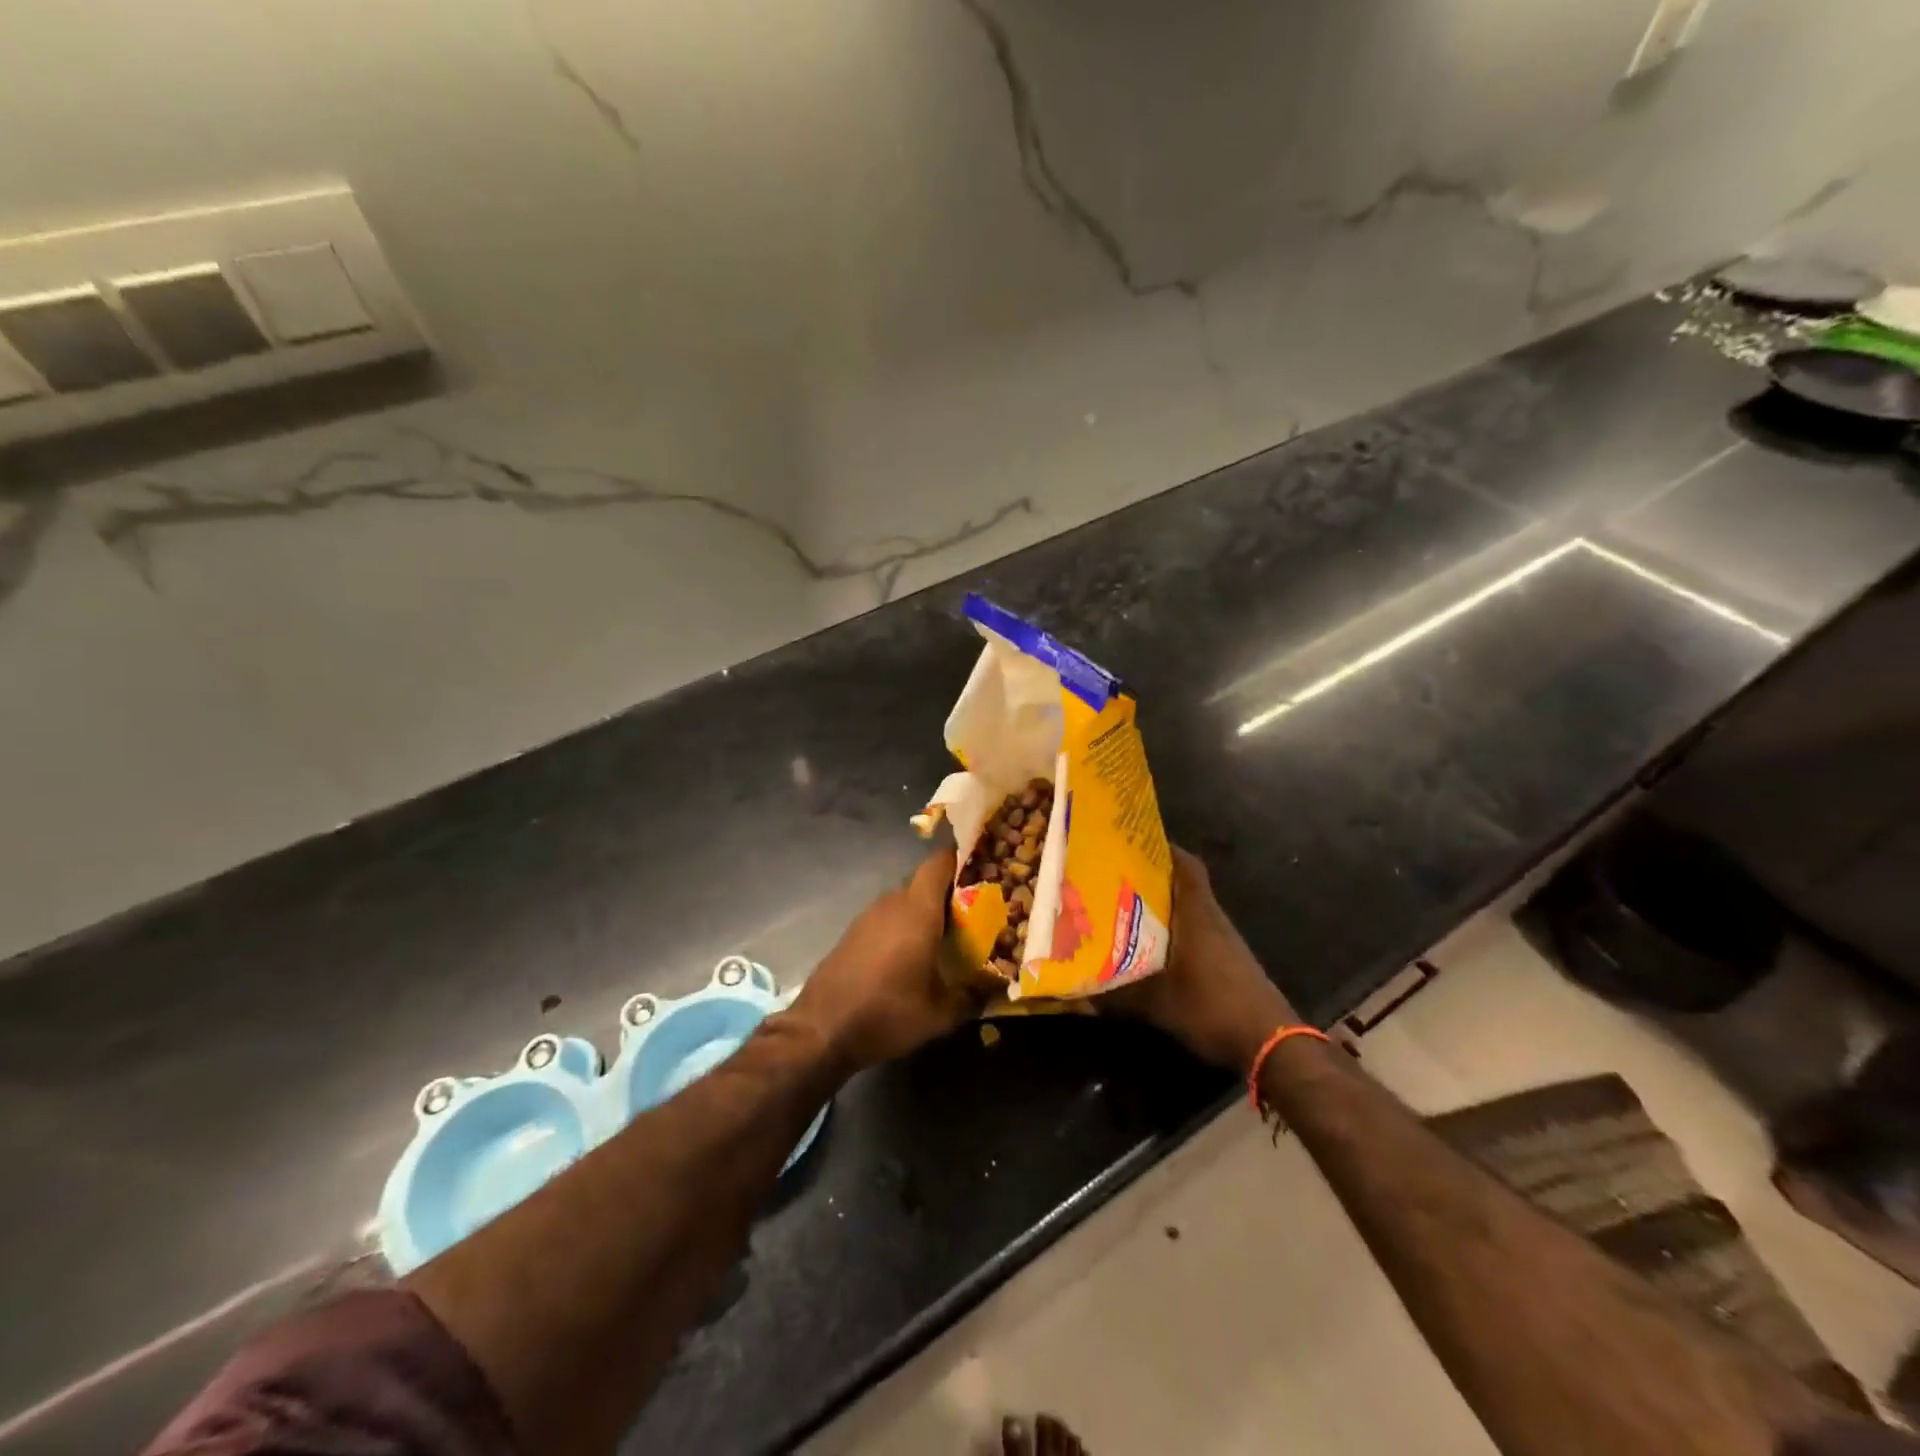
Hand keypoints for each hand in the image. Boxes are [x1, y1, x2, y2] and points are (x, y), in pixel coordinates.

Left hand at [788, 847, 978, 1070]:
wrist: (821, 1030)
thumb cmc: (887, 1013)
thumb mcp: (940, 1014)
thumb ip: (972, 996)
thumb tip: (997, 989)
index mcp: (917, 910)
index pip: (940, 863)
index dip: (961, 860)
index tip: (983, 870)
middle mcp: (892, 903)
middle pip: (925, 884)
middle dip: (949, 895)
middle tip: (974, 916)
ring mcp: (868, 917)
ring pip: (905, 902)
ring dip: (924, 914)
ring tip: (947, 940)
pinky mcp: (853, 934)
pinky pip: (887, 919)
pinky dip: (903, 929)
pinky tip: (912, 957)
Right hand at [1107, 847, 1296, 1072]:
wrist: (1272, 1043)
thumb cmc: (1213, 1009)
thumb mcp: (1158, 1005)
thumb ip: (1119, 995)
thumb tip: (1079, 990)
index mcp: (1197, 915)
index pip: (1187, 866)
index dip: (1165, 849)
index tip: (1135, 842)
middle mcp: (1213, 920)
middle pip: (1186, 885)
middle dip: (1154, 878)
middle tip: (1117, 877)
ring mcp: (1226, 941)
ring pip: (1192, 910)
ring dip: (1166, 907)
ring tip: (1128, 909)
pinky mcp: (1231, 962)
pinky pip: (1199, 932)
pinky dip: (1178, 931)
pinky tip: (1156, 949)